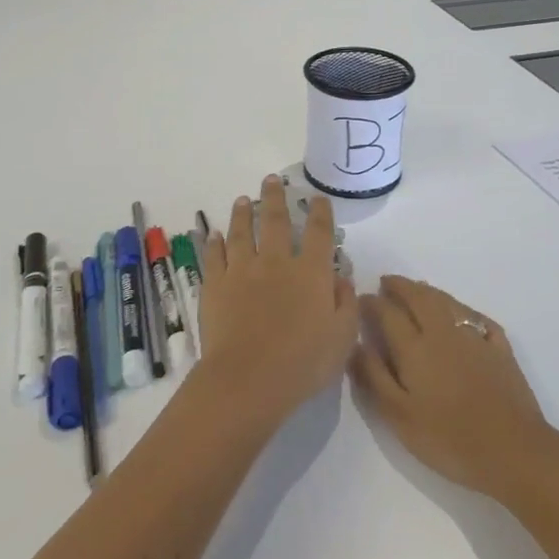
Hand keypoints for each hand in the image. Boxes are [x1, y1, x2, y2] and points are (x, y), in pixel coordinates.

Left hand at [197, 176, 357, 429]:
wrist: (247, 378)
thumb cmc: (302, 363)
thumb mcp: (342, 337)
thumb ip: (346, 303)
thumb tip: (341, 277)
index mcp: (311, 272)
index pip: (318, 232)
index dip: (319, 212)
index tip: (317, 197)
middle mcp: (276, 262)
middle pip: (274, 220)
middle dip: (274, 197)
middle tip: (271, 179)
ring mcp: (242, 270)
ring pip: (241, 232)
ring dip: (242, 213)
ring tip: (242, 200)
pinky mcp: (215, 285)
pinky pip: (213, 256)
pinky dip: (213, 243)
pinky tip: (212, 234)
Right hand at [352, 276, 558, 499]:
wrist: (513, 450)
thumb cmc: (448, 438)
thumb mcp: (399, 415)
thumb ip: (374, 376)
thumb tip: (356, 344)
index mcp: (415, 347)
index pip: (388, 313)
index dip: (372, 304)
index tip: (362, 299)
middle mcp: (443, 332)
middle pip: (419, 298)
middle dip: (400, 286)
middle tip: (387, 282)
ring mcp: (475, 337)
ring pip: (448, 302)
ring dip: (428, 291)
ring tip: (417, 289)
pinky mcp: (500, 349)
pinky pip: (477, 317)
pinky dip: (463, 309)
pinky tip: (462, 315)